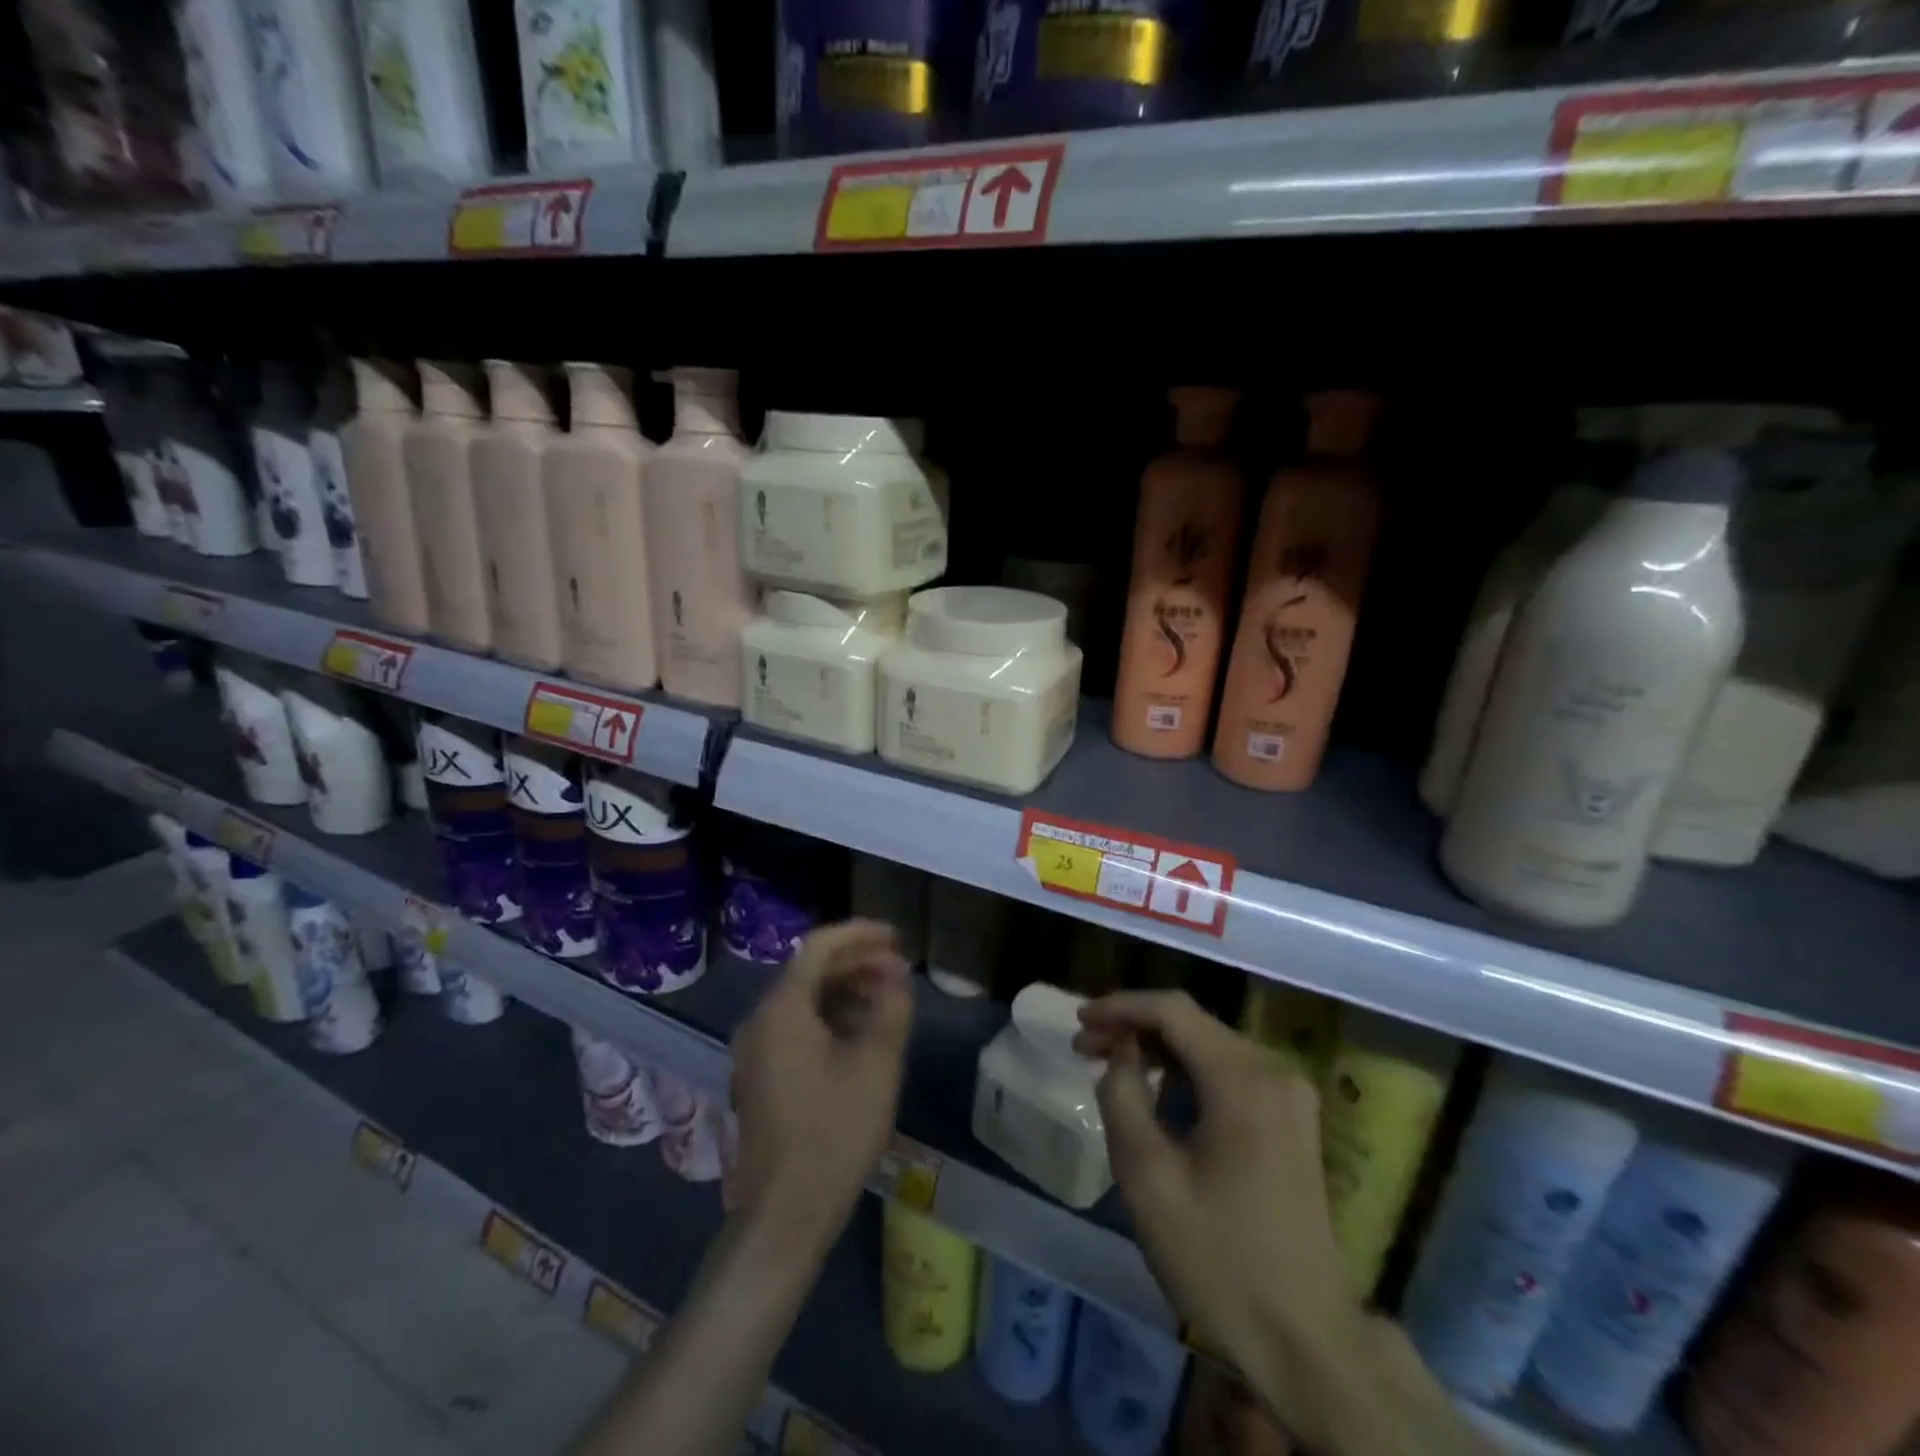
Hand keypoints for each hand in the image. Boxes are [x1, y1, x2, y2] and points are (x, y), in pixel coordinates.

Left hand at [728, 920, 912, 1253]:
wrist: (786, 1215)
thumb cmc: (834, 1132)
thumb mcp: (877, 1064)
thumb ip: (891, 1007)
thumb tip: (896, 975)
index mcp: (781, 1010)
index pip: (819, 947)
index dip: (860, 934)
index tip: (897, 936)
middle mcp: (760, 1021)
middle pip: (810, 971)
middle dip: (857, 963)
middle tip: (899, 968)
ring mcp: (756, 1052)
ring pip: (805, 1001)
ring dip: (847, 991)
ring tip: (888, 999)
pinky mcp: (762, 1078)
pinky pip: (798, 1028)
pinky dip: (832, 1019)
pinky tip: (863, 1034)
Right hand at [1075, 991, 1357, 1369]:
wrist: (1307, 1342)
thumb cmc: (1218, 1258)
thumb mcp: (1148, 1178)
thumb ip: (1122, 1096)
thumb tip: (1121, 1052)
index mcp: (1243, 1079)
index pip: (1172, 1010)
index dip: (1120, 1005)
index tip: (1078, 1022)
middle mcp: (1273, 1071)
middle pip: (1192, 1024)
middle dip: (1134, 1027)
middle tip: (1085, 1048)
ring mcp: (1289, 1096)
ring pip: (1209, 1046)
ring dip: (1158, 1050)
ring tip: (1111, 1067)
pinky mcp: (1292, 1120)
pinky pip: (1229, 1074)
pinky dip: (1187, 1073)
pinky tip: (1156, 1094)